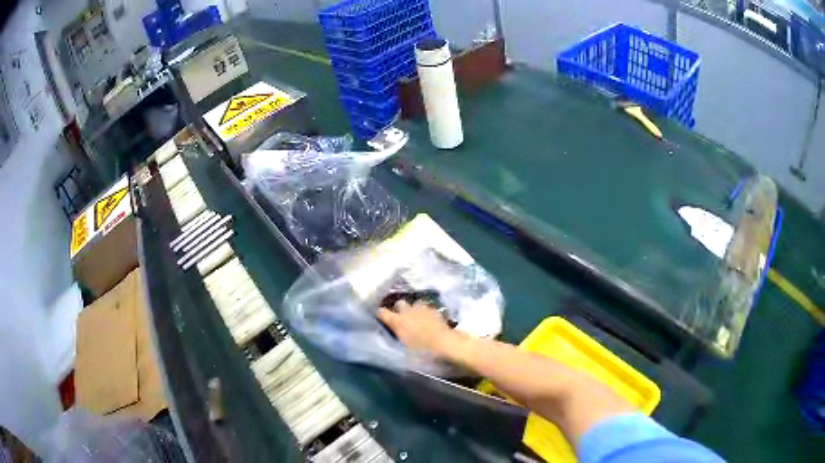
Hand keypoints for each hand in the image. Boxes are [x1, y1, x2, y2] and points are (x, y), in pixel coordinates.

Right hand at [377, 300, 457, 357]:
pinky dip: (426, 312)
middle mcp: (407, 312)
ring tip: (416, 317)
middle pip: (399, 303)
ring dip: (414, 309)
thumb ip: (396, 345)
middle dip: (399, 309)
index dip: (381, 315)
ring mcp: (421, 309)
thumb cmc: (422, 352)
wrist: (445, 344)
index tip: (381, 319)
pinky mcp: (434, 310)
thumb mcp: (404, 354)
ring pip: (414, 303)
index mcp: (397, 322)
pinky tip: (429, 319)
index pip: (382, 312)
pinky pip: (426, 308)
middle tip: (402, 318)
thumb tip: (391, 346)